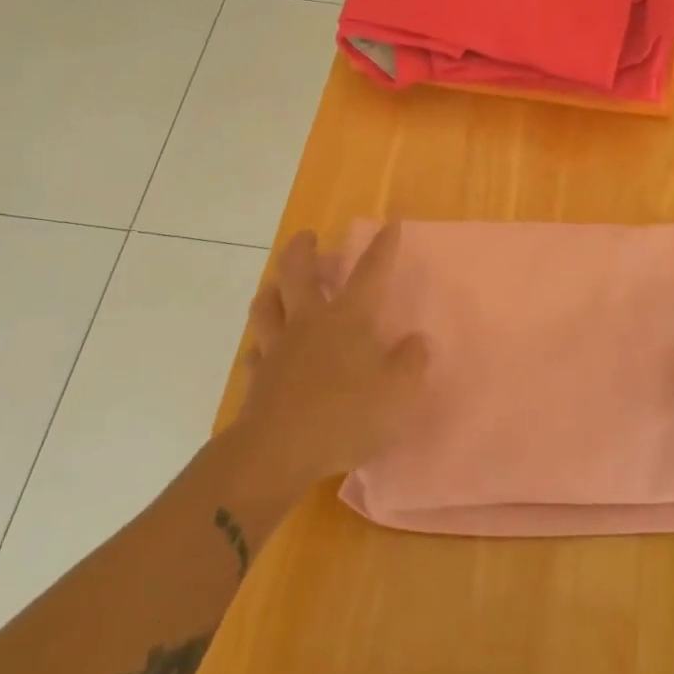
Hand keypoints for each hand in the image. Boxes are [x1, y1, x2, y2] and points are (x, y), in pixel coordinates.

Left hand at [227, 226, 428, 492]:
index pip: (370, 273)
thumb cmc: (346, 416)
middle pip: (299, 273)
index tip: (390, 223)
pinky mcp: (258, 375)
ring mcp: (278, 346)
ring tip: (276, 284)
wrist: (278, 450)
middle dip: (303, 249)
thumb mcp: (398, 392)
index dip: (382, 247)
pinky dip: (260, 344)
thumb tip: (417, 341)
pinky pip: (256, 350)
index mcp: (348, 319)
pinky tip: (263, 350)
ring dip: (272, 288)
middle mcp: (309, 322)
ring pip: (267, 304)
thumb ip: (411, 363)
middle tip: (307, 237)